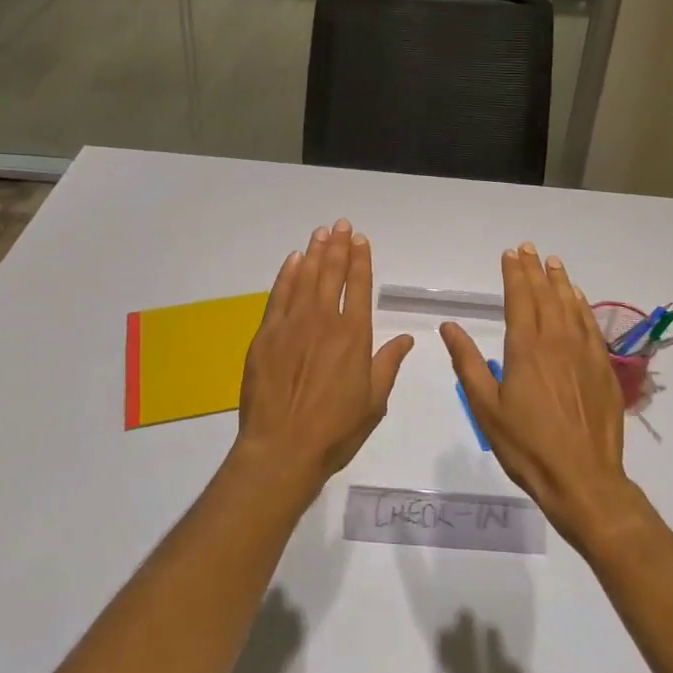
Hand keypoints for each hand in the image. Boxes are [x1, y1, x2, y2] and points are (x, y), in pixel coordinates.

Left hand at [234, 220, 415, 505]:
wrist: (283, 448)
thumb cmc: (335, 430)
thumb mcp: (373, 402)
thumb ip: (388, 364)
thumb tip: (406, 338)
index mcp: (354, 335)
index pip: (360, 286)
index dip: (361, 260)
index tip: (360, 240)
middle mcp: (324, 321)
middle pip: (332, 273)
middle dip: (338, 246)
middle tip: (340, 224)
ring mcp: (292, 324)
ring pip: (305, 278)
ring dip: (314, 253)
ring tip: (320, 233)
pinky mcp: (267, 334)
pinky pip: (279, 295)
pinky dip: (286, 275)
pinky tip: (292, 260)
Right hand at [440, 243, 641, 549]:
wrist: (584, 480)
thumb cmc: (527, 446)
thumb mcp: (485, 408)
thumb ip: (467, 363)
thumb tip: (449, 326)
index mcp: (525, 348)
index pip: (519, 298)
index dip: (514, 274)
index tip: (510, 253)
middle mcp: (556, 342)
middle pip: (545, 296)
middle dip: (535, 270)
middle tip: (528, 248)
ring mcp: (584, 354)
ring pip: (571, 306)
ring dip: (561, 282)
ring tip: (553, 263)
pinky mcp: (603, 370)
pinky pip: (591, 326)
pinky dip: (583, 306)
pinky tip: (579, 299)